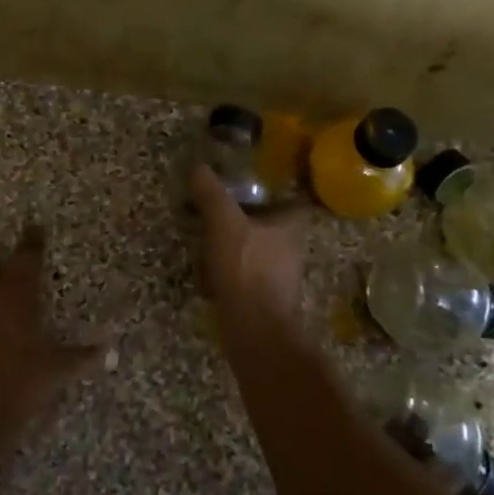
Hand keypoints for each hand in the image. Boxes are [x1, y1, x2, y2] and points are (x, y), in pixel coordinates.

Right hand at [189, 164, 310, 329]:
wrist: (254, 329)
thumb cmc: (246, 268)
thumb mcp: (223, 222)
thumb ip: (212, 193)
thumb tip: (198, 166)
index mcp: (291, 226)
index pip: (295, 201)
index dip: (279, 190)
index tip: (255, 184)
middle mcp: (291, 249)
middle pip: (274, 226)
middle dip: (250, 218)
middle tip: (221, 209)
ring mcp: (279, 277)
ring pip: (258, 251)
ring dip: (237, 245)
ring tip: (207, 238)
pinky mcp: (263, 298)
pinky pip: (246, 275)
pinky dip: (230, 270)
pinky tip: (207, 271)